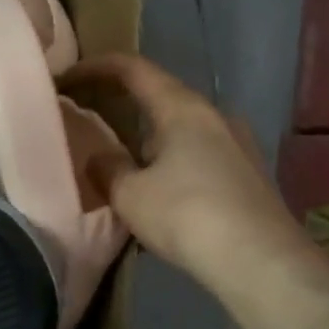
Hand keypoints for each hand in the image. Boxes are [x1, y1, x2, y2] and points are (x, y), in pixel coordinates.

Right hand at [59, 54, 306, 290]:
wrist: (261, 261)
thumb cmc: (187, 215)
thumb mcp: (131, 195)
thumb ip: (107, 169)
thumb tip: (100, 158)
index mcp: (183, 108)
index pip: (134, 69)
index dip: (96, 67)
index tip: (67, 78)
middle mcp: (215, 116)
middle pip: (161, 99)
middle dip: (125, 109)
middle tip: (93, 124)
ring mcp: (239, 145)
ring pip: (183, 132)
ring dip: (151, 143)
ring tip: (126, 170)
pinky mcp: (251, 175)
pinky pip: (201, 158)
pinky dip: (174, 165)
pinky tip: (163, 197)